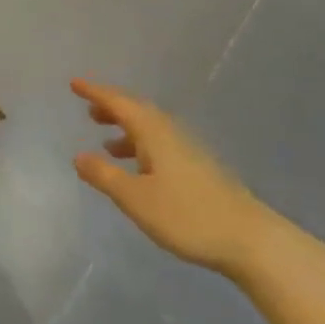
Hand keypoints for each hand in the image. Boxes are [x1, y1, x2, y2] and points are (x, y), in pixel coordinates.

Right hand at [71, 79, 272, 272]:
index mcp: (154, 132)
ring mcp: (189, 151)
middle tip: (89, 110)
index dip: (95, 92)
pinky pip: (161, 145)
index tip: (74, 83)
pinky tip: (139, 170)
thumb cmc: (187, 215)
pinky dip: (142, 147)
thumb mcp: (135, 198)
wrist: (250, 240)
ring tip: (106, 142)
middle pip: (137, 111)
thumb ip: (104, 176)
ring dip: (127, 129)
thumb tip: (79, 156)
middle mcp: (171, 133)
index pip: (118, 103)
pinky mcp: (199, 170)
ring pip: (151, 129)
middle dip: (112, 108)